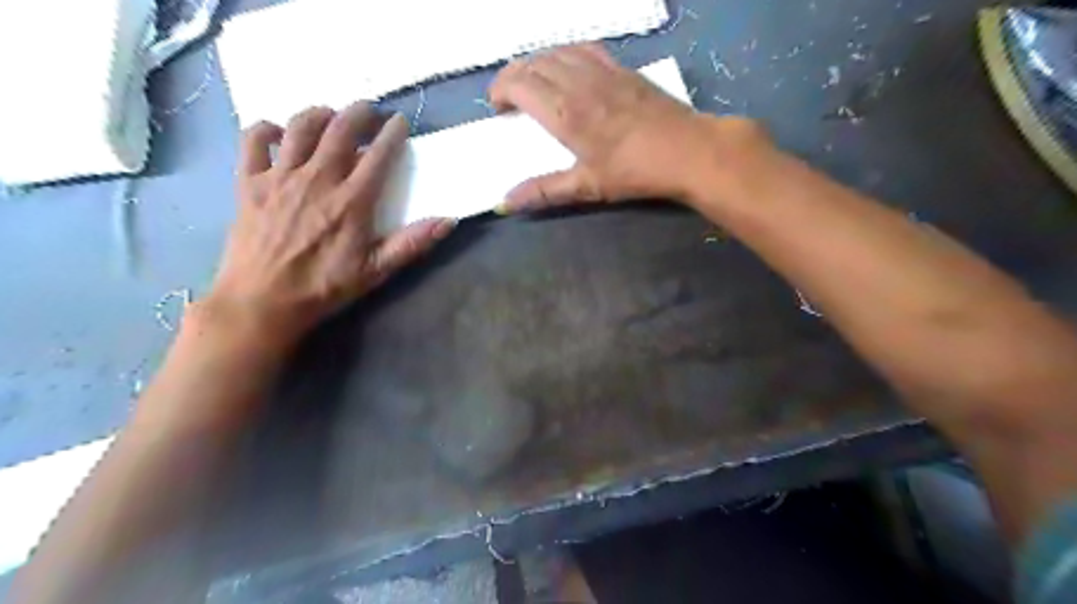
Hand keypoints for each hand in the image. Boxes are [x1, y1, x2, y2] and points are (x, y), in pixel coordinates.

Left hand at [201, 105, 452, 348]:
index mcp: (351, 201)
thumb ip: (412, 243)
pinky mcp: (249, 182)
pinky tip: (279, 134)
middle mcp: (317, 179)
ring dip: (320, 113)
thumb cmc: (324, 287)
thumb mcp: (376, 270)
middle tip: (370, 111)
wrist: (262, 302)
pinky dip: (267, 129)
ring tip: (331, 117)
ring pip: (300, 126)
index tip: (401, 122)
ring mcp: (280, 177)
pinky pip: (253, 140)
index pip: (379, 155)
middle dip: (359, 112)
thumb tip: (449, 221)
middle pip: (340, 128)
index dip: (393, 133)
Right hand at [489, 43, 765, 211]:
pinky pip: (584, 49)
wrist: (687, 150)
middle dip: (514, 76)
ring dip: (538, 62)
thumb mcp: (587, 187)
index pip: (519, 84)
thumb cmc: (635, 172)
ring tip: (534, 82)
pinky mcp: (623, 68)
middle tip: (510, 97)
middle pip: (534, 63)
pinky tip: (569, 68)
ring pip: (558, 51)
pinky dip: (566, 54)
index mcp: (565, 112)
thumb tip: (505, 203)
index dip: (500, 90)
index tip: (498, 107)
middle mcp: (578, 82)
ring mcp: (603, 71)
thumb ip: (544, 191)